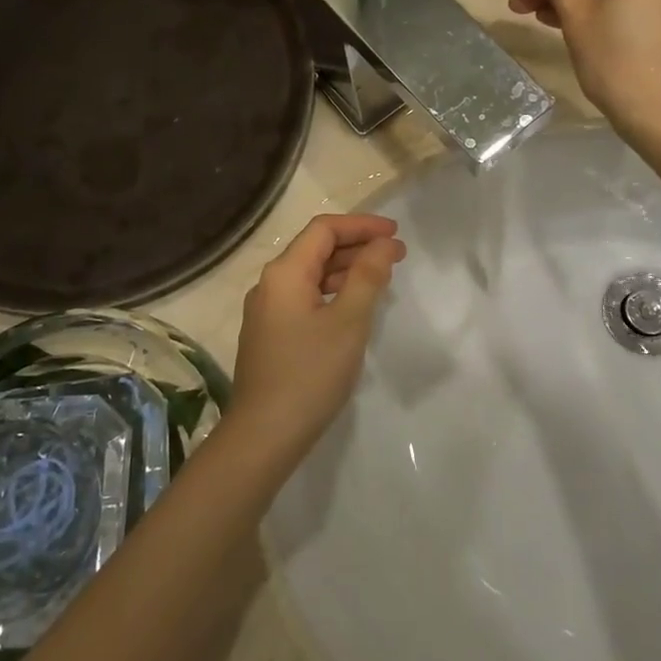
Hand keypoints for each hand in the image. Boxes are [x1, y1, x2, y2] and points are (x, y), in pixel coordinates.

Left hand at [229, 214, 406, 453]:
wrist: (264, 435)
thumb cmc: (310, 373)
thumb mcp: (348, 321)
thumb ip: (368, 276)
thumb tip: (384, 244)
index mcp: (284, 273)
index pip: (324, 229)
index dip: (361, 225)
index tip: (396, 234)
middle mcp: (269, 284)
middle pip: (315, 249)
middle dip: (356, 246)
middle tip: (396, 255)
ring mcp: (266, 311)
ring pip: (310, 275)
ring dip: (345, 270)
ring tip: (381, 278)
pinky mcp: (270, 335)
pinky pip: (304, 298)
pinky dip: (332, 292)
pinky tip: (353, 307)